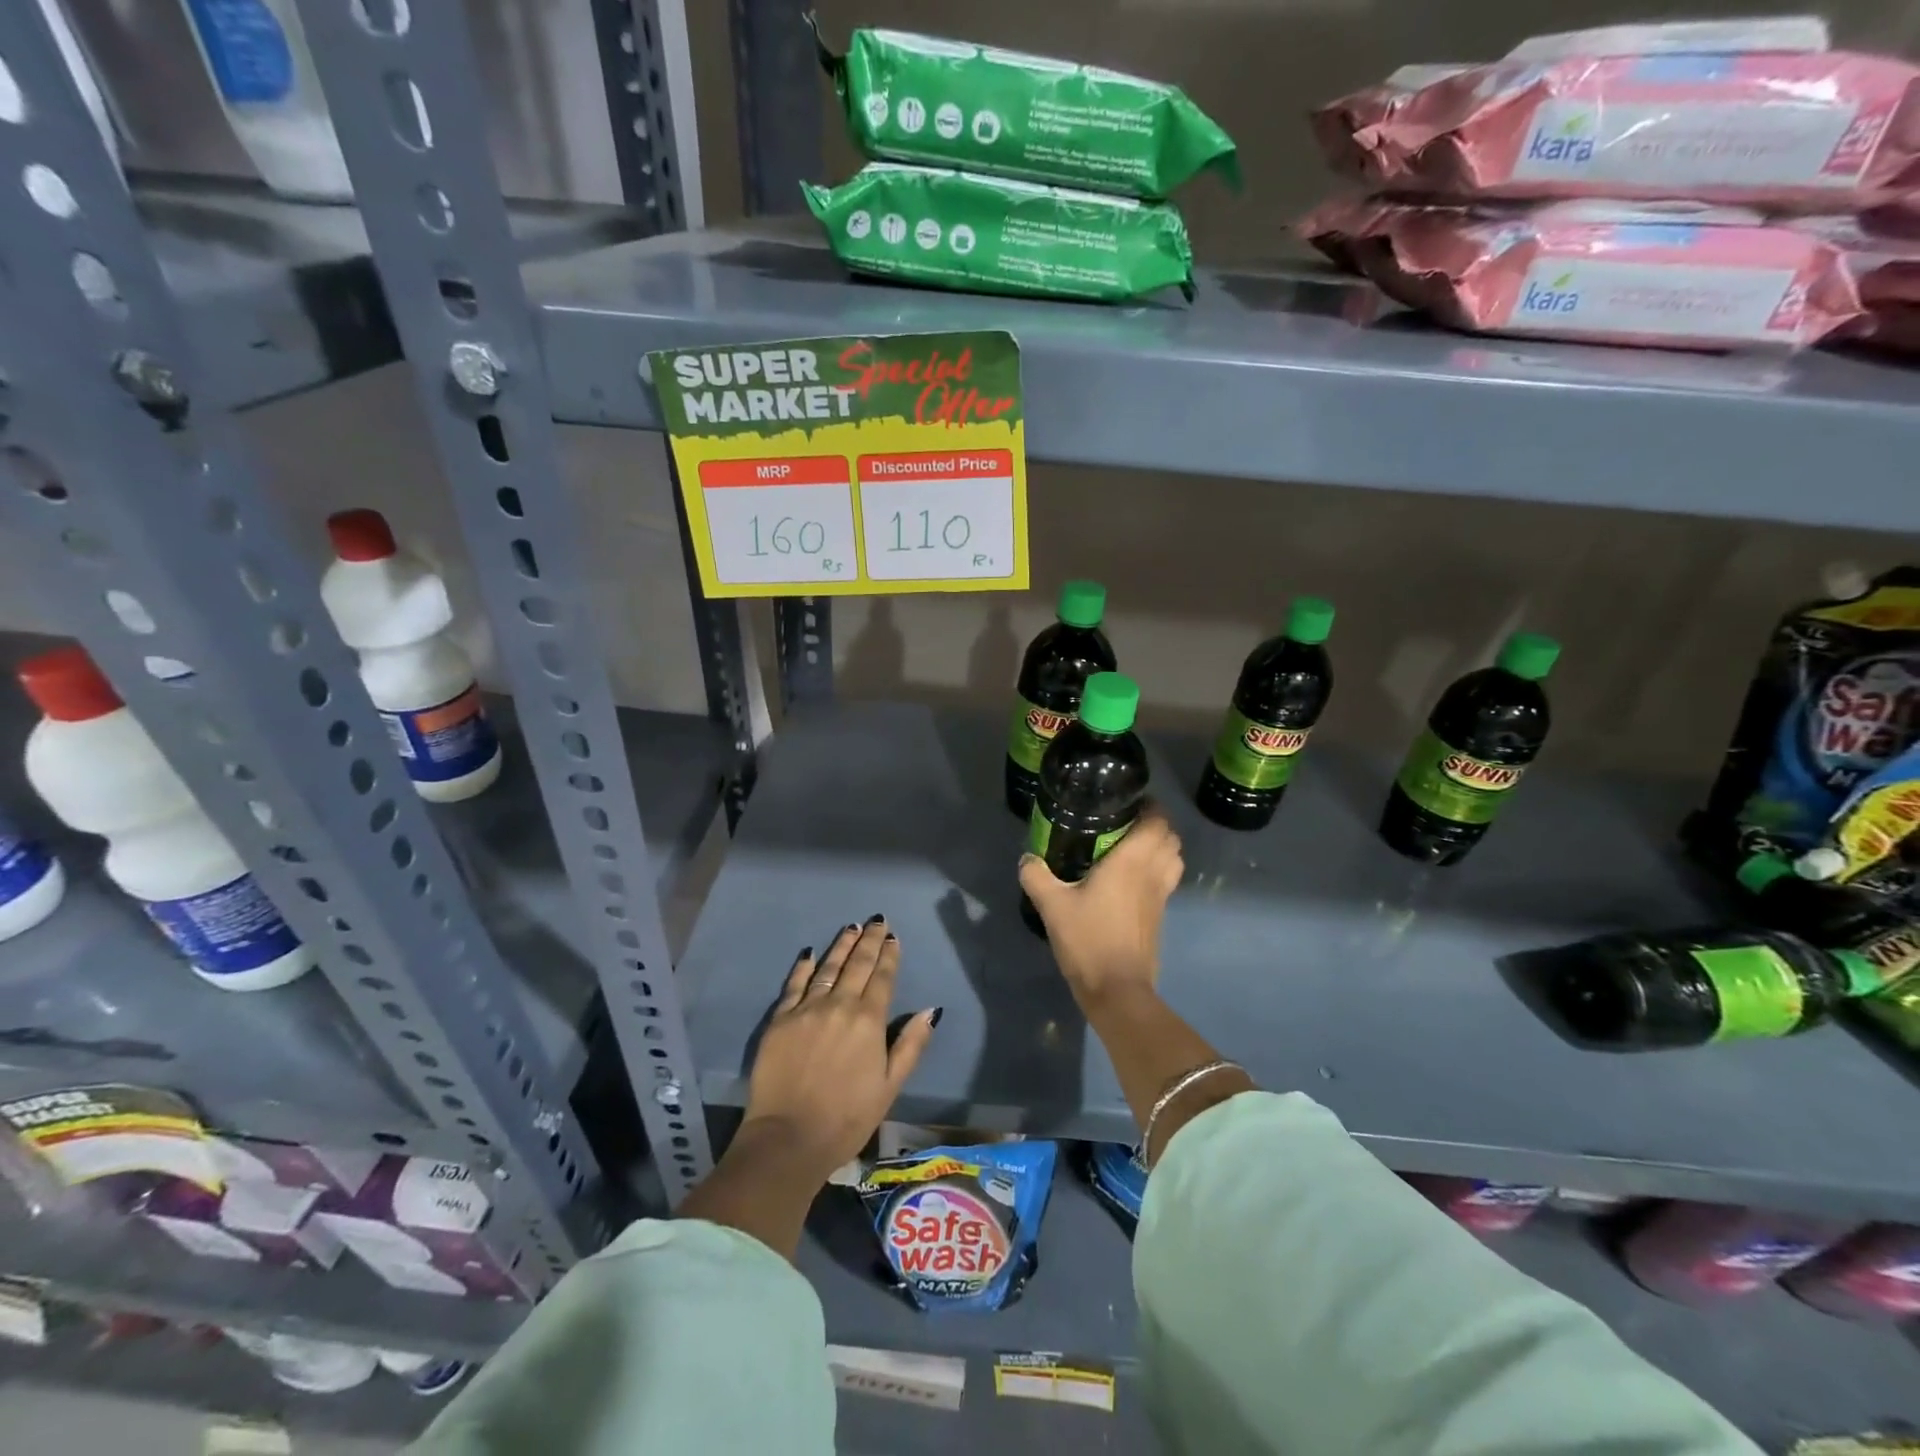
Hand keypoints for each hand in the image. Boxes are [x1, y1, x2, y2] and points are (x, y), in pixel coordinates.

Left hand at [741, 918, 938, 1183]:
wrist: (788, 1138)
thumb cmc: (847, 1117)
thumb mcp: (890, 1086)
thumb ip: (911, 1045)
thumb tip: (931, 1010)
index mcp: (869, 1020)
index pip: (883, 977)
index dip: (889, 955)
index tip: (894, 938)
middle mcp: (839, 1004)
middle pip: (857, 964)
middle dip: (869, 940)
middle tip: (877, 921)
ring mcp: (806, 1009)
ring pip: (828, 967)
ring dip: (842, 945)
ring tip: (852, 927)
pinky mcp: (780, 1019)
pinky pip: (795, 984)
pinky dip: (804, 966)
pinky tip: (810, 953)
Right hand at [1019, 807, 1183, 1008]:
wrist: (1117, 990)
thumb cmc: (1088, 940)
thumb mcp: (1052, 906)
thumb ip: (1037, 876)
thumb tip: (1027, 859)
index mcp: (1132, 861)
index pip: (1157, 821)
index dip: (1149, 807)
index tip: (1127, 803)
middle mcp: (1152, 873)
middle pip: (1171, 837)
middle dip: (1154, 825)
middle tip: (1125, 824)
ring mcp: (1161, 896)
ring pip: (1174, 859)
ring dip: (1161, 848)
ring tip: (1132, 848)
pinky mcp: (1160, 916)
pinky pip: (1167, 881)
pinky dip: (1158, 871)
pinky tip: (1130, 880)